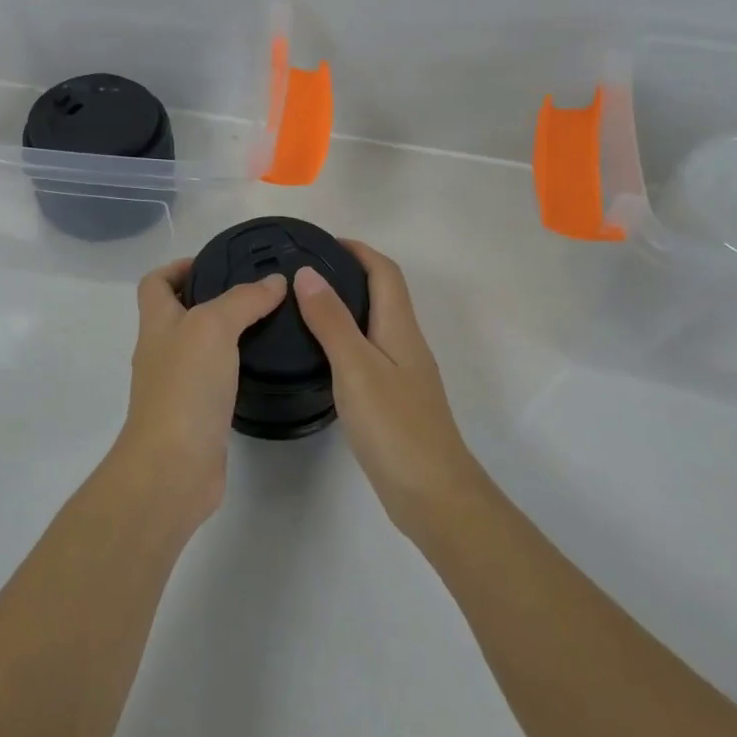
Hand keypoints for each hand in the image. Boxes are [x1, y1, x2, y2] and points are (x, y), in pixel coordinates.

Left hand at [118, 258, 288, 523]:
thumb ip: (243, 300)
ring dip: (227, 334)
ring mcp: (176, 386)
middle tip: (257, 293)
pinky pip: (214, 380)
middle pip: (178, 313)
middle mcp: (161, 351)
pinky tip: (262, 367)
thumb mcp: (214, 327)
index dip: (178, 266)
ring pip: (200, 347)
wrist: (173, 468)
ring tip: (268, 324)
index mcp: (156, 323)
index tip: (216, 263)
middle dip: (212, 297)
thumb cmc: (185, 387)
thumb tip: (274, 282)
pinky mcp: (195, 415)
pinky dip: (234, 369)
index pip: (155, 282)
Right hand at [295, 241, 483, 537]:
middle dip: (349, 273)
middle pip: (383, 294)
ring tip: (304, 307)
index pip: (384, 272)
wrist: (433, 494)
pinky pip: (370, 352)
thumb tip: (308, 274)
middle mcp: (406, 343)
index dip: (358, 250)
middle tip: (303, 273)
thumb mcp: (356, 367)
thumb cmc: (394, 425)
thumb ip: (331, 320)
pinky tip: (322, 356)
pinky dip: (346, 338)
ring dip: (346, 306)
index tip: (321, 242)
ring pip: (375, 324)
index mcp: (401, 328)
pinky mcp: (396, 399)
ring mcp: (404, 373)